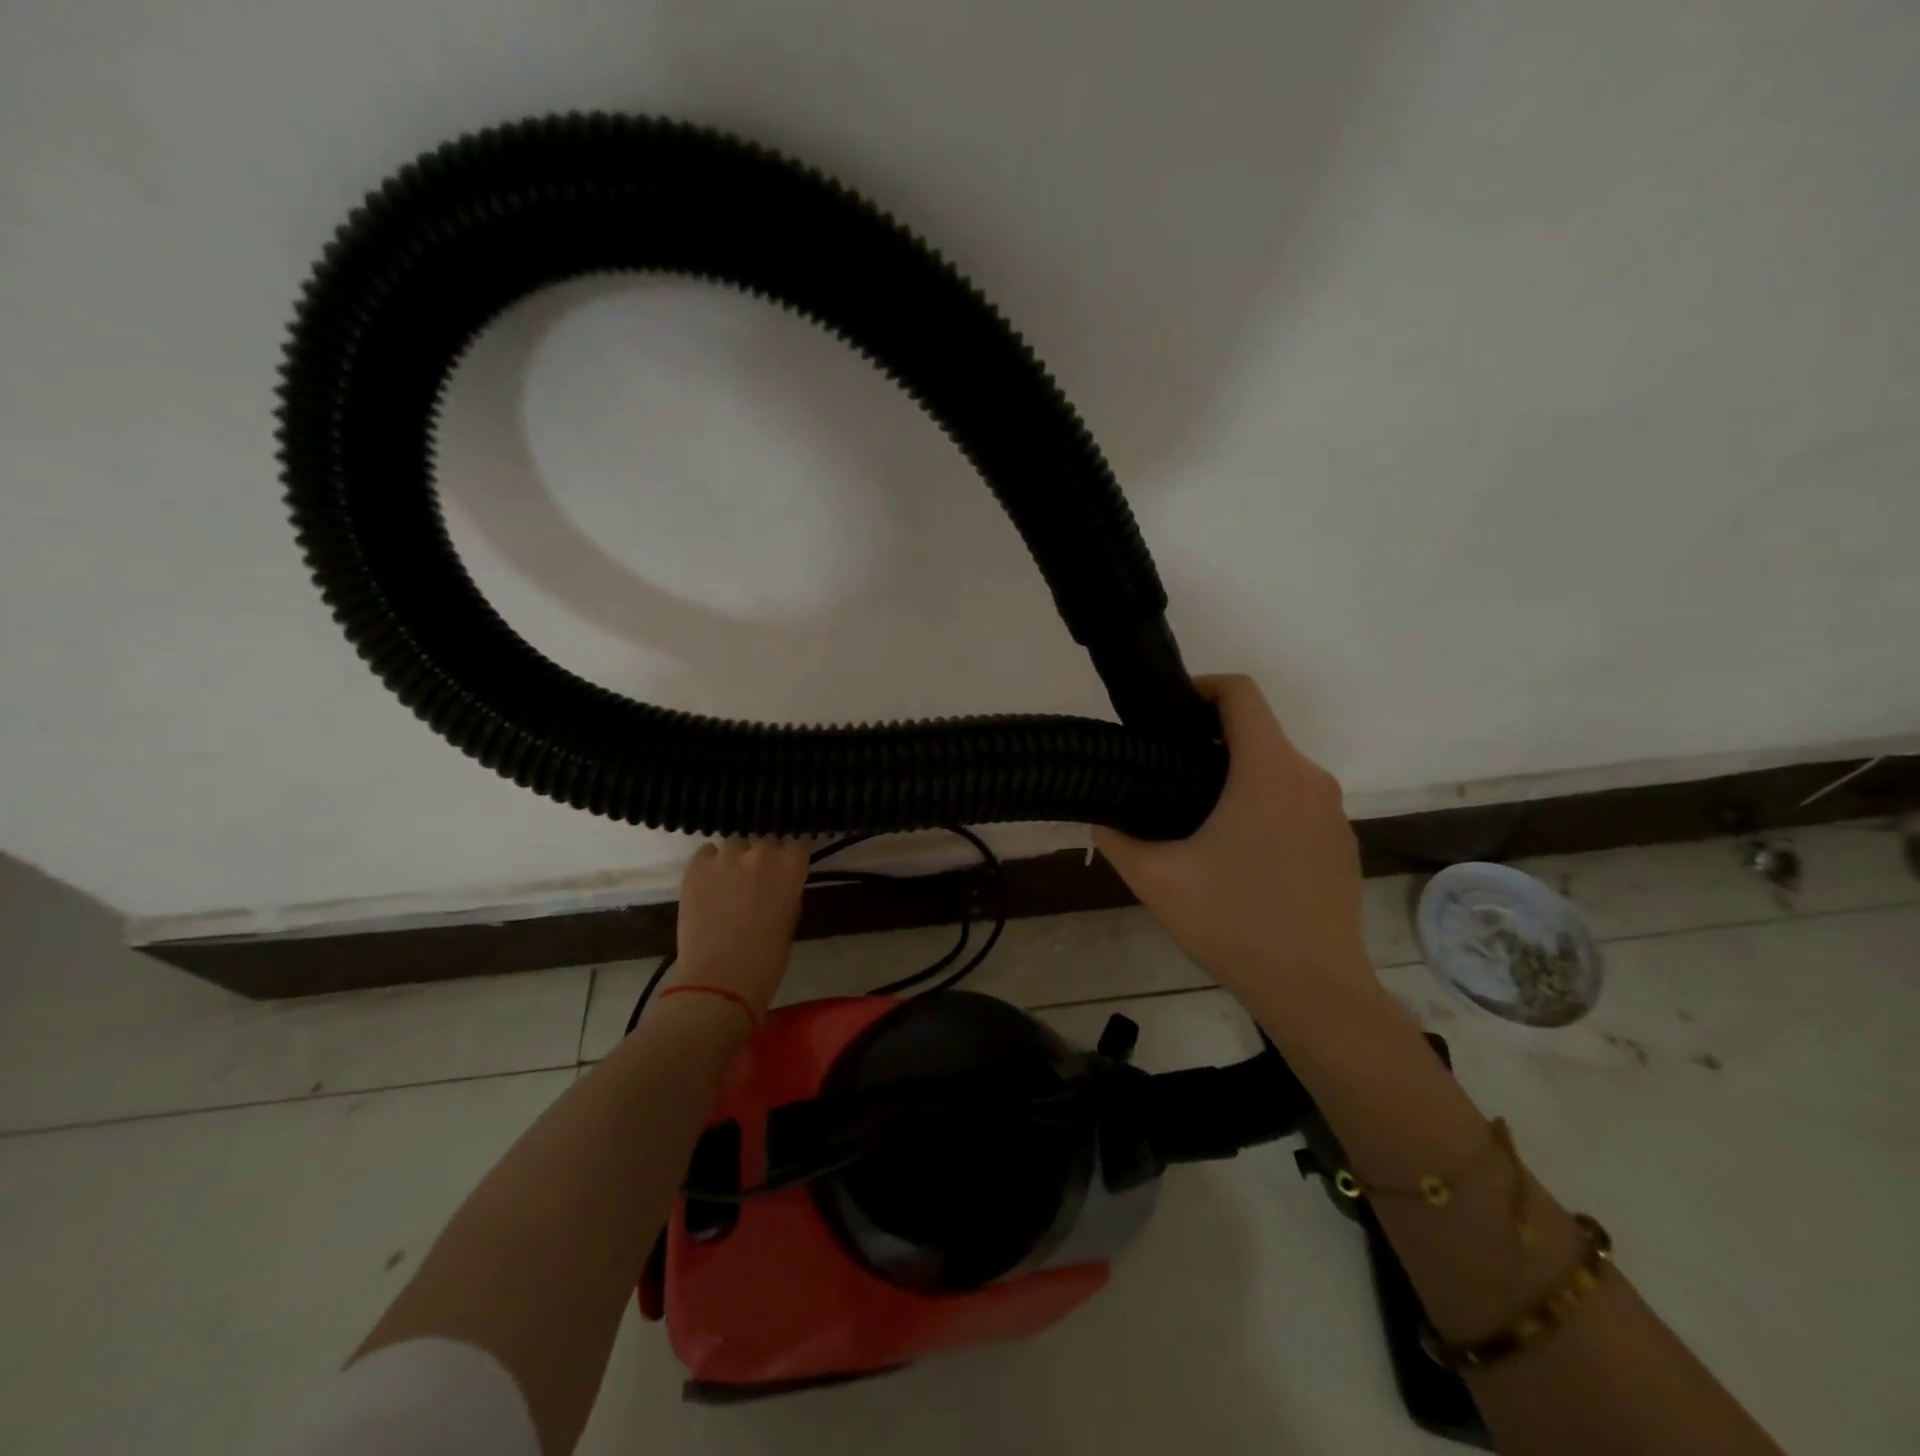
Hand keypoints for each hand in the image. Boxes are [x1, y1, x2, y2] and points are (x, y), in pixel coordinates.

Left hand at [666, 839, 811, 1019]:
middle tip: (755, 881)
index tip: (785, 872)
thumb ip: (786, 891)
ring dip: (735, 860)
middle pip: (765, 842)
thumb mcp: (790, 920)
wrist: (720, 980)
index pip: (796, 846)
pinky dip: (709, 864)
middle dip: (762, 858)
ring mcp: (726, 857)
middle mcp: (762, 852)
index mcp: (791, 866)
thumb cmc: (767, 959)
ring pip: (735, 846)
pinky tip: (708, 883)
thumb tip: (777, 883)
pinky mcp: (696, 867)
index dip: (789, 860)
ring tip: (728, 882)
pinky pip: (706, 853)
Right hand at [1093, 675, 1376, 1037]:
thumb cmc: (1233, 922)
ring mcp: (1332, 813)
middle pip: (1258, 732)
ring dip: (1237, 777)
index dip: (1201, 687)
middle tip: (1164, 772)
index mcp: (1268, 771)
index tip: (1166, 712)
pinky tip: (1237, 856)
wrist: (1315, 990)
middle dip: (1209, 740)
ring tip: (1196, 819)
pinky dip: (1264, 807)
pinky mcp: (1341, 845)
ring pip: (1277, 770)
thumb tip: (1098, 818)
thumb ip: (1116, 838)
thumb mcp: (1156, 879)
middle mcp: (1309, 779)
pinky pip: (1296, 804)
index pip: (1241, 694)